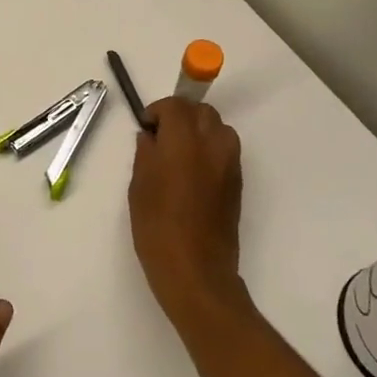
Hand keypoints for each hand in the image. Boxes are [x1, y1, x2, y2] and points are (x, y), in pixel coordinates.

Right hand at [128, 97, 245, 330]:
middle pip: (201, 112)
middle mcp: (212, 144)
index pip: (176, 106)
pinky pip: (225, 151)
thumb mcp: (139, 186)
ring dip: (199, 131)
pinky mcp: (238, 183)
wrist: (196, 270)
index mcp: (184, 141)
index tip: (146, 129)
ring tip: (179, 155)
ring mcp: (230, 163)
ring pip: (218, 128)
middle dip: (181, 116)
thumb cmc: (158, 227)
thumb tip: (150, 138)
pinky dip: (210, 150)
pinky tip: (192, 174)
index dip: (158, 112)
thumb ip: (146, 153)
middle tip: (161, 138)